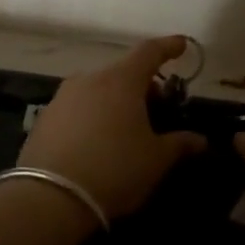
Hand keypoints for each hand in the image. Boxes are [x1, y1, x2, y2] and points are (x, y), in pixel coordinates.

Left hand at [19, 36, 208, 218]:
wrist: (49, 199)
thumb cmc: (114, 170)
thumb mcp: (156, 160)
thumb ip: (180, 144)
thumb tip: (200, 140)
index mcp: (121, 80)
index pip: (149, 51)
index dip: (168, 47)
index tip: (181, 45)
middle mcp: (90, 79)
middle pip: (123, 72)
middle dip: (143, 84)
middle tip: (158, 107)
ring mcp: (63, 98)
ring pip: (98, 89)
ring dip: (116, 100)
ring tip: (128, 127)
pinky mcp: (44, 119)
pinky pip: (78, 108)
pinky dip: (94, 115)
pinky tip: (99, 141)